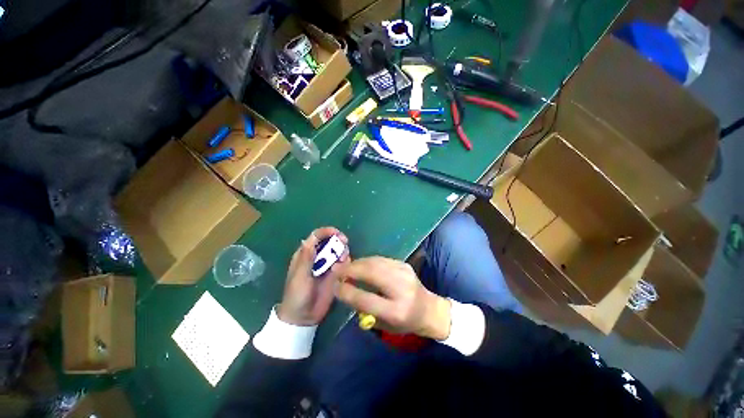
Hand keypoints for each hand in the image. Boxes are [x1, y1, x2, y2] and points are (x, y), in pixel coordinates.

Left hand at [277, 228, 349, 325]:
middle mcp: (317, 257)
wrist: (303, 317)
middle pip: (330, 241)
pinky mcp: (335, 274)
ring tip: (343, 260)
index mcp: (305, 254)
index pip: (316, 237)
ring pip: (338, 251)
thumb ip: (306, 259)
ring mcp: (327, 265)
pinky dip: (346, 262)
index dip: (326, 232)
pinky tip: (345, 268)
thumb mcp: (299, 277)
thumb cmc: (297, 295)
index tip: (337, 233)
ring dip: (342, 251)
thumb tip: (310, 239)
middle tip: (344, 243)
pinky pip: (343, 263)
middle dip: (337, 240)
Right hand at [334, 257, 451, 339]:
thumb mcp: (385, 325)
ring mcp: (404, 273)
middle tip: (337, 270)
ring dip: (358, 263)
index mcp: (396, 311)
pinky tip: (360, 264)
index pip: (366, 299)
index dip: (347, 292)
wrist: (429, 309)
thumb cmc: (405, 322)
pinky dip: (367, 261)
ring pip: (375, 262)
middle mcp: (401, 289)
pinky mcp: (404, 264)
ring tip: (346, 266)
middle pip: (371, 273)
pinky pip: (381, 259)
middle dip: (351, 270)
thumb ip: (364, 310)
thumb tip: (346, 290)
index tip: (334, 286)